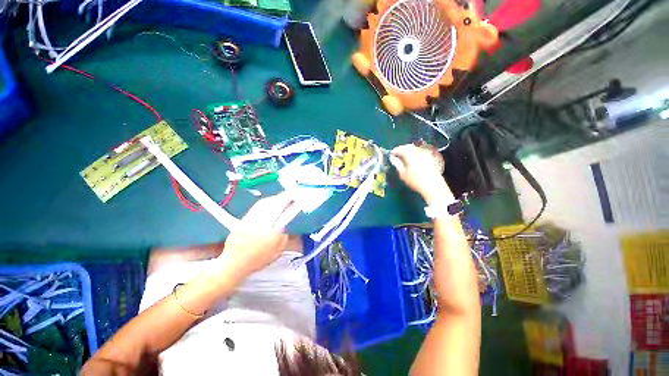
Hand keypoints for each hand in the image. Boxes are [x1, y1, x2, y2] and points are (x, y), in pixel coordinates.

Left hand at [219, 192, 294, 279]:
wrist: (233, 264)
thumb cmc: (257, 261)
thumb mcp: (277, 251)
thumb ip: (283, 237)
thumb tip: (285, 225)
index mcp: (271, 233)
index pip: (284, 214)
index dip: (290, 205)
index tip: (296, 199)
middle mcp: (260, 224)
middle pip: (274, 205)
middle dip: (283, 198)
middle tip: (290, 195)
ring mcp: (250, 220)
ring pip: (264, 204)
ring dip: (274, 198)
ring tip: (281, 197)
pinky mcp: (243, 220)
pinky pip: (256, 207)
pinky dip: (264, 202)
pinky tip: (269, 202)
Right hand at [390, 144, 452, 203]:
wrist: (433, 186)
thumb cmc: (415, 180)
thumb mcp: (403, 174)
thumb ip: (397, 164)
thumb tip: (392, 158)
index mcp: (410, 154)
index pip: (400, 148)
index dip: (394, 151)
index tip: (390, 155)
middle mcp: (418, 151)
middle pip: (408, 147)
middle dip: (401, 150)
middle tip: (396, 156)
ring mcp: (425, 153)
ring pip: (414, 149)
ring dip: (408, 151)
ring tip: (404, 159)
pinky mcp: (430, 157)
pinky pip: (420, 152)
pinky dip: (414, 154)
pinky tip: (413, 161)